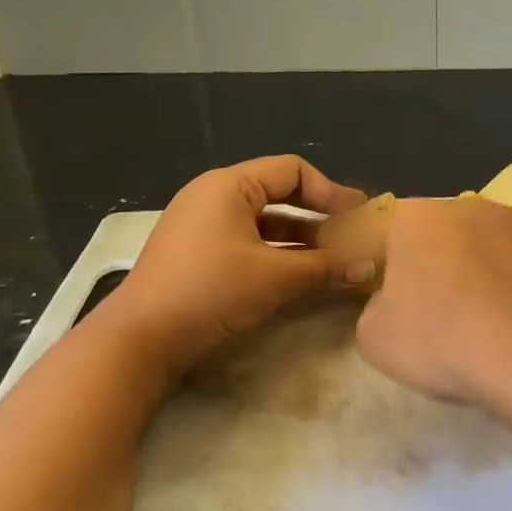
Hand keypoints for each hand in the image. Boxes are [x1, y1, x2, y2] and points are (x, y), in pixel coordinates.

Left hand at [106, 156, 370, 381]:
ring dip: (301, 239)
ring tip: (334, 261)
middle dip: (318, 216)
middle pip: (278, 194)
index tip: (359, 216)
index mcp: (229, 186)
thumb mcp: (275, 278)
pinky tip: (301, 276)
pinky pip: (248, 242)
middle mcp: (214, 196)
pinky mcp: (198, 254)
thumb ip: (326, 267)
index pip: (292, 171)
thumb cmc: (211, 292)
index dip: (330, 191)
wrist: (141, 339)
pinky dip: (277, 254)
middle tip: (351, 237)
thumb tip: (370, 266)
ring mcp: (202, 226)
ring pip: (264, 223)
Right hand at [356, 198, 511, 437]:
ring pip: (503, 244)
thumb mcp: (378, 341)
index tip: (408, 306)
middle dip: (452, 266)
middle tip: (457, 315)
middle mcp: (472, 206)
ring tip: (508, 322)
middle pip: (452, 234)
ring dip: (500, 271)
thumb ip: (375, 308)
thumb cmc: (449, 344)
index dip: (399, 271)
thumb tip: (392, 300)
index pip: (394, 236)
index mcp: (416, 220)